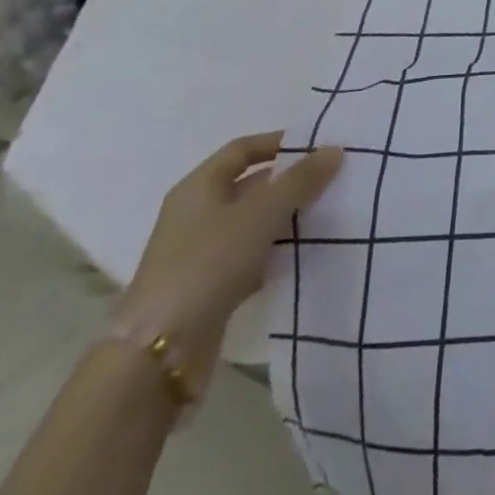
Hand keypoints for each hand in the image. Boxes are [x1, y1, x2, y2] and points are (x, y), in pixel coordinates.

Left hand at [116, 133, 342, 393]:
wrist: (160, 352)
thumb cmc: (208, 264)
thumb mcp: (261, 214)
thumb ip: (300, 180)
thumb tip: (334, 148)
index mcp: (198, 188)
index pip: (242, 149)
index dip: (279, 142)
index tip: (319, 146)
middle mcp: (196, 213)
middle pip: (249, 184)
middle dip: (290, 180)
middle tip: (333, 178)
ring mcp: (200, 251)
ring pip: (252, 221)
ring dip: (286, 215)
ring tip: (328, 211)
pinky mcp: (209, 284)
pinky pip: (250, 253)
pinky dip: (275, 249)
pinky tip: (303, 252)